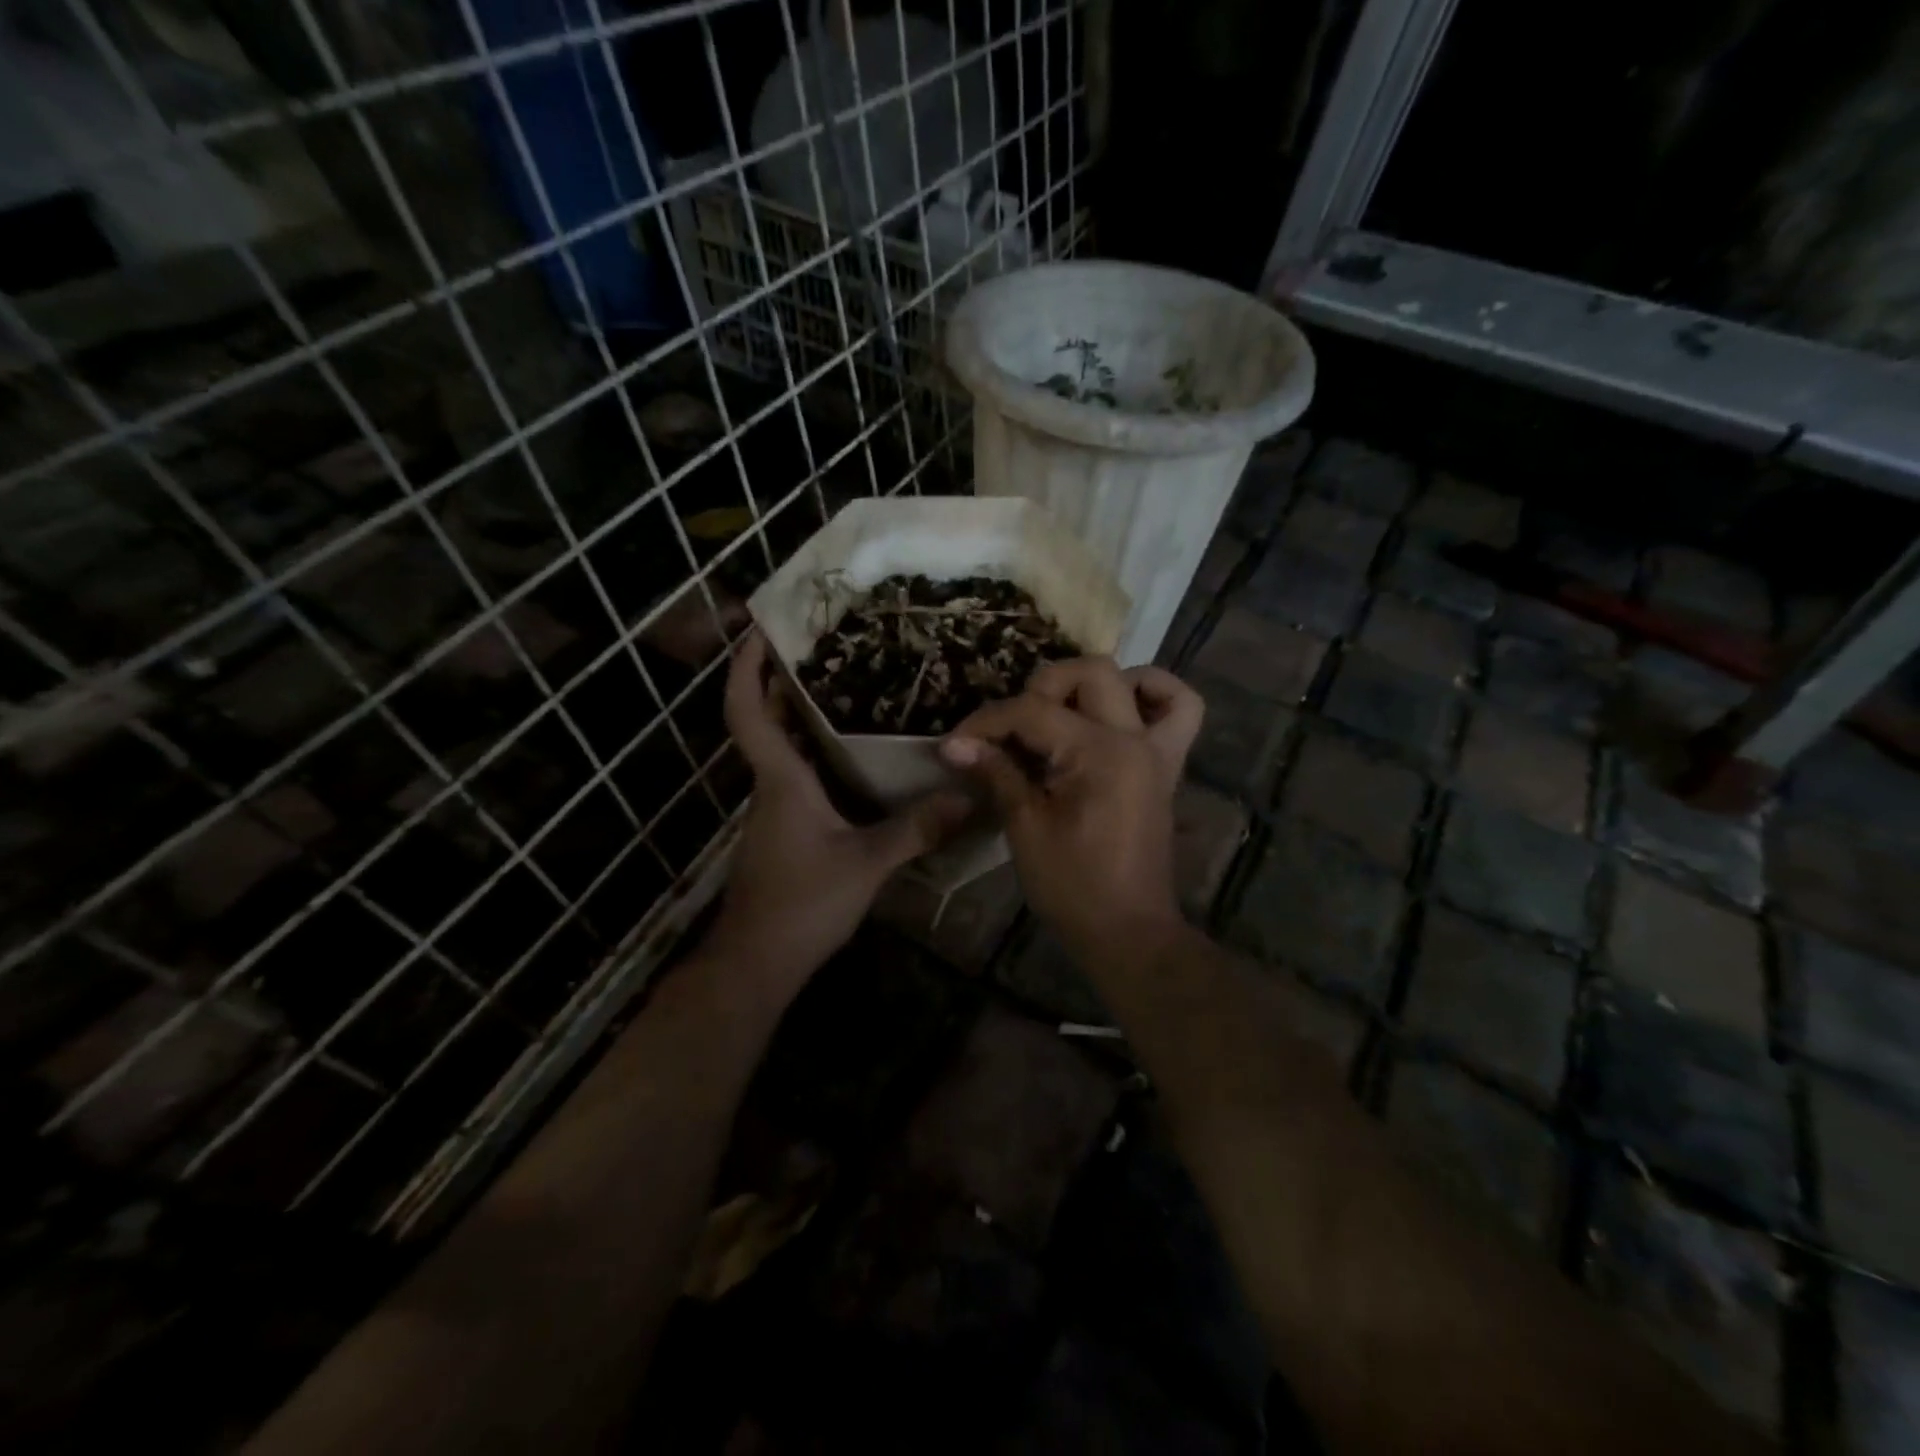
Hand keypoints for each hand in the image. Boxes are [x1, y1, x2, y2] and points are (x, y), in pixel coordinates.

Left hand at [707, 632, 970, 993]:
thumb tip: (969, 795)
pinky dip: (817, 753)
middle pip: (765, 721)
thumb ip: (916, 829)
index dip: (748, 668)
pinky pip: (798, 776)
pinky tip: (856, 756)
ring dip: (801, 715)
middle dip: (782, 681)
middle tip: (824, 647)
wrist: (757, 962)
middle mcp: (770, 786)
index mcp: (780, 780)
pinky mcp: (784, 830)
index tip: (760, 630)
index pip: (747, 711)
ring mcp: (774, 810)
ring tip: (848, 687)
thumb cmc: (802, 903)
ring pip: (783, 750)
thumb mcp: (867, 864)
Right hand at [940, 657, 1203, 971]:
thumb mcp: (1026, 828)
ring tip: (1062, 715)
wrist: (1127, 930)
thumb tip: (954, 744)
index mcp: (1099, 753)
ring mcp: (1157, 750)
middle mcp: (1135, 738)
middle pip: (1089, 672)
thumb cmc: (1072, 886)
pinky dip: (1152, 696)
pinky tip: (1119, 710)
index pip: (1033, 711)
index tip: (954, 745)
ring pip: (1141, 679)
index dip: (986, 723)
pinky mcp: (1165, 766)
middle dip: (1040, 689)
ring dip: (1095, 686)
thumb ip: (997, 773)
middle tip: (1012, 729)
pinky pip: (1181, 711)